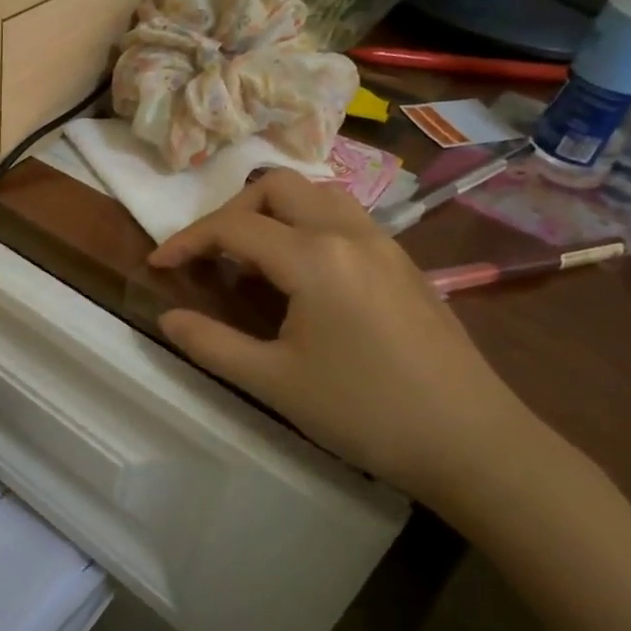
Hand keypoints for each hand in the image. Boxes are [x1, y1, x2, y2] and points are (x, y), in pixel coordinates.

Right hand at [147, 170, 543, 514]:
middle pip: (278, 187)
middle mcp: (350, 234)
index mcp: (315, 257)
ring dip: (274, 211)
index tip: (158, 266)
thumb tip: (168, 317)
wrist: (473, 443)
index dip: (188, 241)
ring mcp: (386, 246)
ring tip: (252, 256)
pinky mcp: (405, 265)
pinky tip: (301, 274)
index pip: (234, 227)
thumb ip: (211, 344)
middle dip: (231, 212)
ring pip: (318, 194)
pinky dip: (307, 225)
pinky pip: (346, 218)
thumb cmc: (365, 411)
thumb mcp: (274, 382)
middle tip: (210, 255)